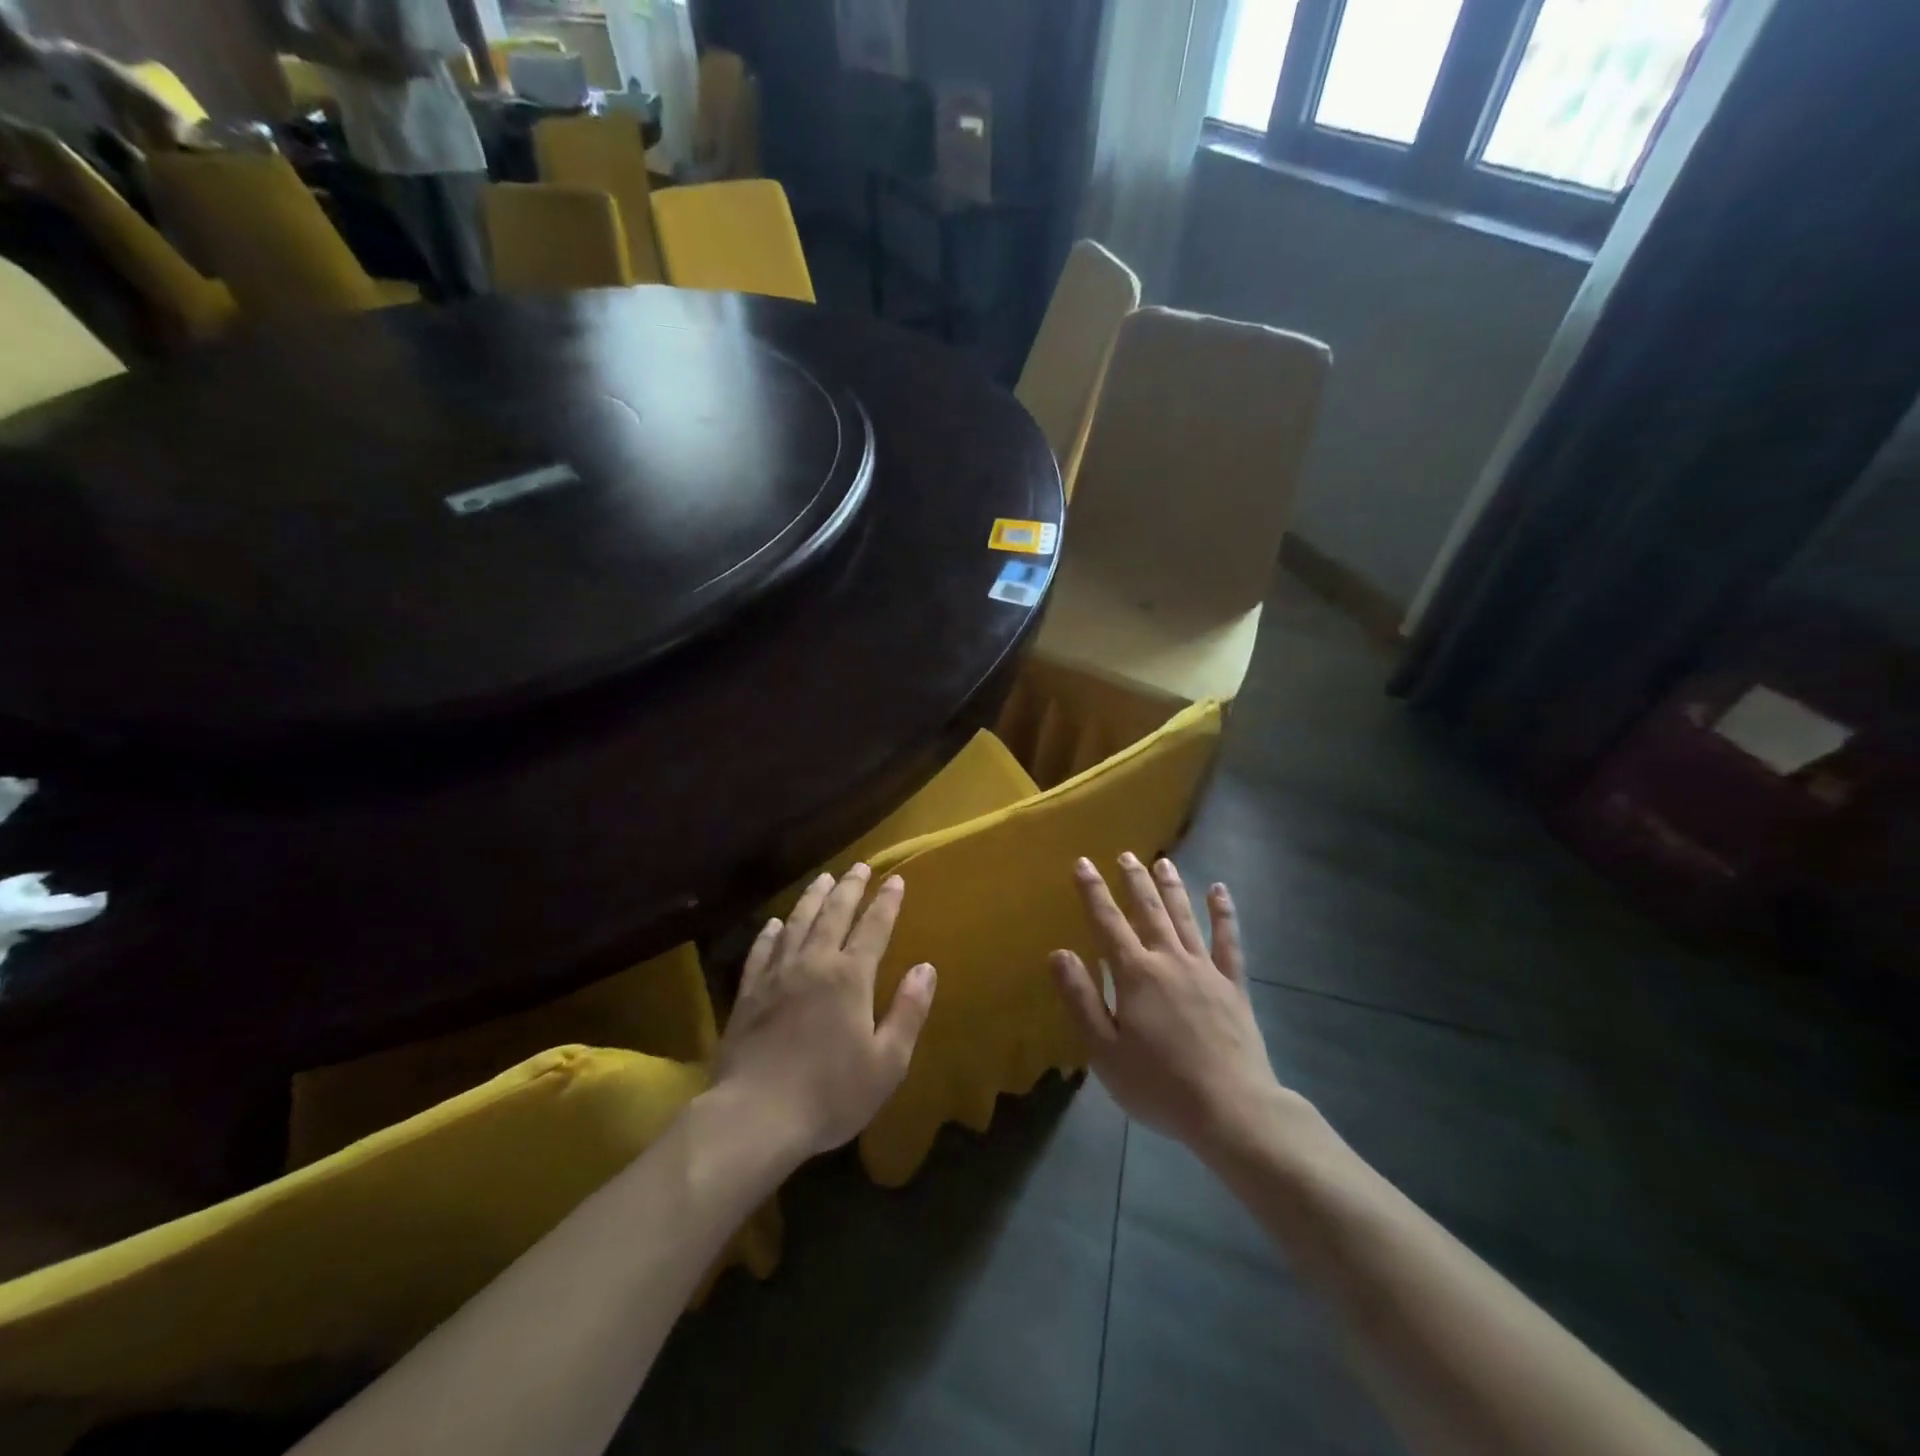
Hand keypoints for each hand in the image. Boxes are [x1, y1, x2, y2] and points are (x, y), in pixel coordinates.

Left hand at [715, 865, 936, 1158]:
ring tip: (823, 878)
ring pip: (798, 923)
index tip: (895, 879)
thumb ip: (908, 1011)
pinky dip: (771, 933)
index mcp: (850, 977)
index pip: (874, 928)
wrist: (755, 1116)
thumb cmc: (830, 1093)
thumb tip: (926, 968)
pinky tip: (774, 923)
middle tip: (859, 866)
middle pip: (834, 915)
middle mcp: (814, 963)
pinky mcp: (748, 993)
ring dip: (812, 898)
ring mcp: (777, 975)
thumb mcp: (887, 1062)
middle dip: (849, 888)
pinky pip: (762, 951)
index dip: (886, 902)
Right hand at [1051, 854, 1288, 1158]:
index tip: (1082, 863)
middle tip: (1126, 854)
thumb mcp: (1105, 1050)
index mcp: (1136, 975)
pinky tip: (1220, 891)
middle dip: (1134, 881)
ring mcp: (1205, 970)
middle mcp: (1169, 960)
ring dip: (1172, 887)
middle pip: (1148, 911)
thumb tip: (1059, 953)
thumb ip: (1081, 999)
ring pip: (1185, 917)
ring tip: (1162, 862)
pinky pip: (1228, 941)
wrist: (1231, 1110)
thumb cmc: (1159, 1085)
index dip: (1093, 892)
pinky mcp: (1233, 986)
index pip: (1108, 923)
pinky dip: (1224, 914)